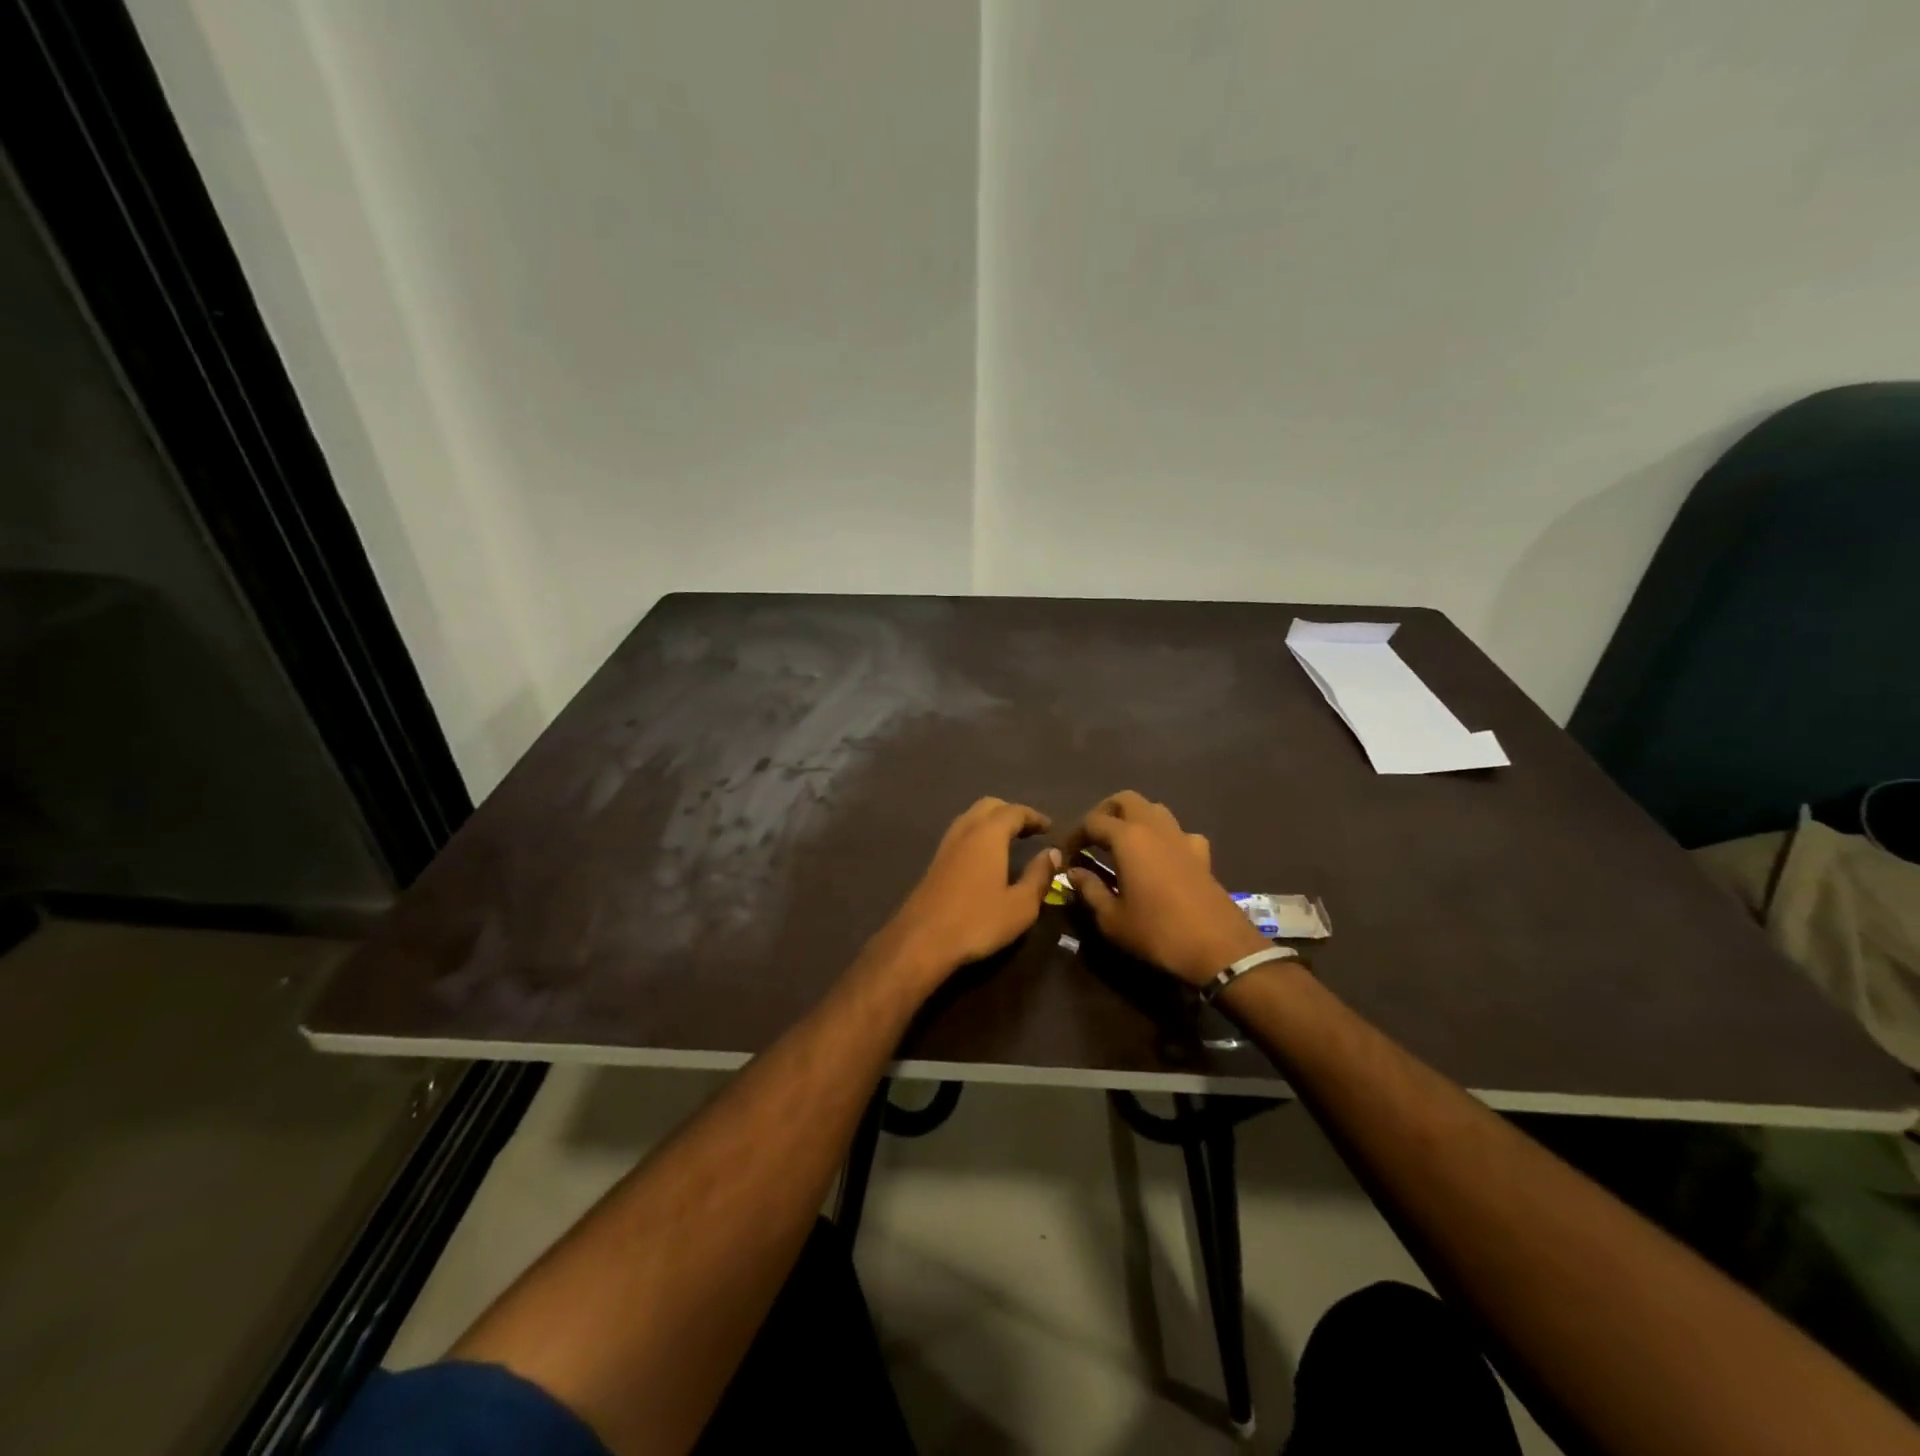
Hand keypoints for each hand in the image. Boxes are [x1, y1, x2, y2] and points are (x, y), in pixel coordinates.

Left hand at [871, 797, 1059, 990]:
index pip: (1014, 811)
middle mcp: (965, 831)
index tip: (1050, 827)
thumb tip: (1052, 853)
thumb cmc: (977, 921)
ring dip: (992, 822)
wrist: (922, 940)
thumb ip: (1039, 876)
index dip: (1034, 816)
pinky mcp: (935, 862)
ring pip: (971, 818)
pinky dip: (978, 834)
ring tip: (1010, 840)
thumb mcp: (1020, 905)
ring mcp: (946, 845)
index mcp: (988, 835)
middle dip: (1011, 812)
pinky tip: (985, 857)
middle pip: (989, 806)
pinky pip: (961, 834)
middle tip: (1030, 830)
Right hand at [1062, 791, 1270, 986]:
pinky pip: (1178, 832)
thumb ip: (1090, 889)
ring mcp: (1182, 837)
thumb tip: (1074, 872)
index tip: (1066, 855)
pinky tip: (1160, 858)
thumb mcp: (1112, 918)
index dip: (1074, 835)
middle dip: (1104, 812)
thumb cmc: (1158, 932)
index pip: (1093, 821)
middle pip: (1125, 800)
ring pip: (1154, 809)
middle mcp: (1155, 827)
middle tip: (1092, 838)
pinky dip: (1164, 837)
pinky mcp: (1202, 854)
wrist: (1219, 948)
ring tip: (1121, 844)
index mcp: (1128, 838)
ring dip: (1134, 818)